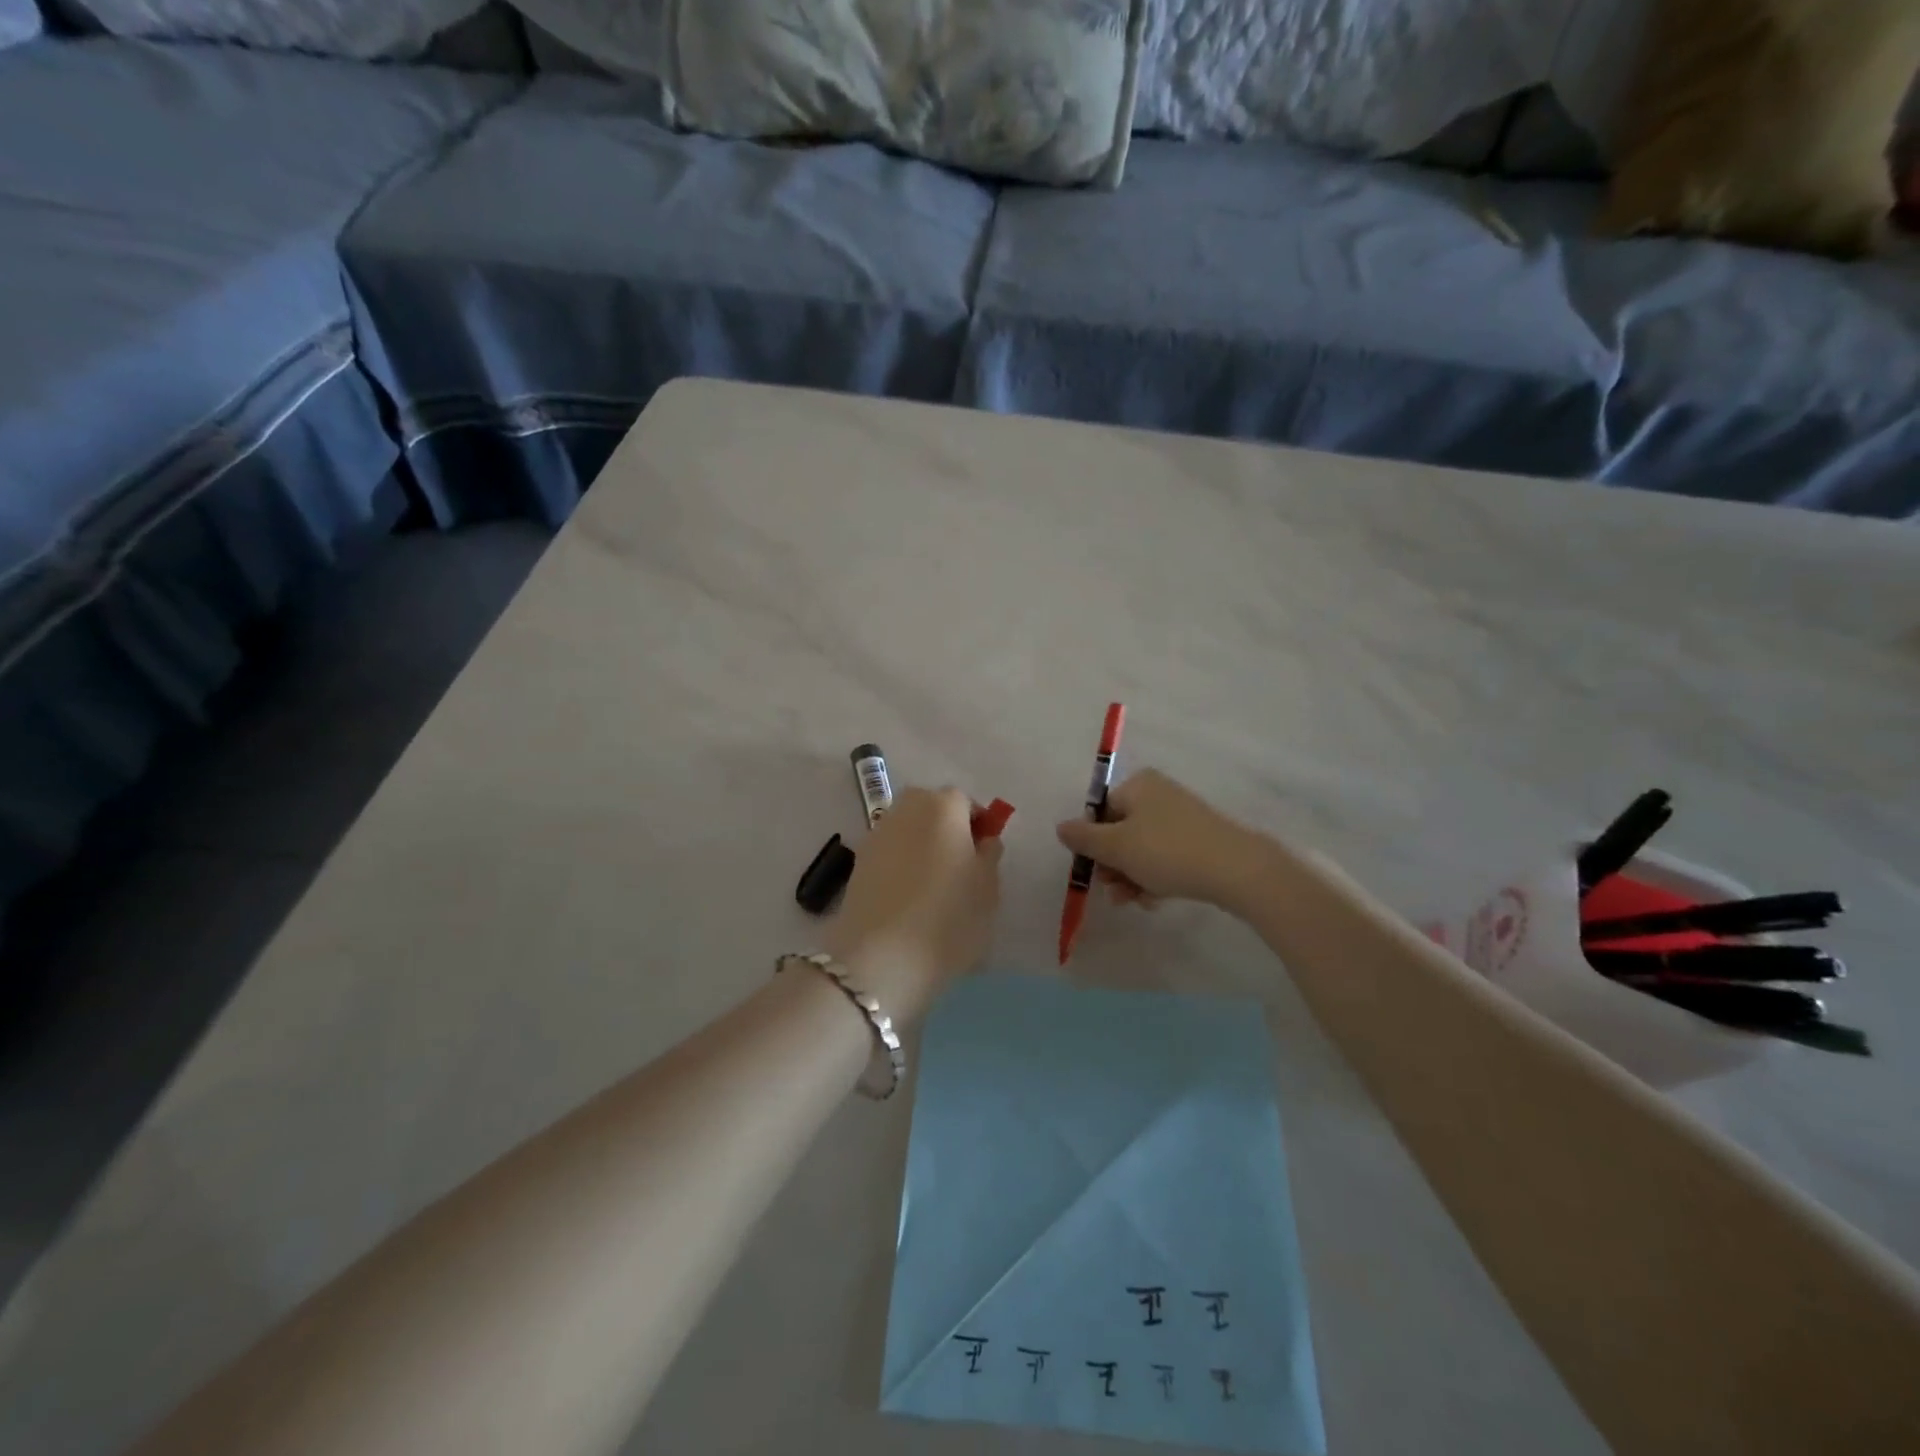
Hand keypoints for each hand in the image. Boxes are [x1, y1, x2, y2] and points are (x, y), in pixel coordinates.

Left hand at [826, 787, 1002, 1019]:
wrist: (880, 957)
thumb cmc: (948, 918)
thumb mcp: (988, 888)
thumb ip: (990, 854)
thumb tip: (982, 840)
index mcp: (944, 806)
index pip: (967, 803)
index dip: (978, 827)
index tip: (984, 858)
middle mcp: (906, 809)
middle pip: (933, 810)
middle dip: (948, 831)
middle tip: (960, 871)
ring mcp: (877, 834)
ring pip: (909, 831)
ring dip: (922, 848)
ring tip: (933, 889)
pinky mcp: (858, 862)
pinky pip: (890, 854)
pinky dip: (901, 867)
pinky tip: (907, 901)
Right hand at [1055, 769, 1266, 908]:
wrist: (1236, 869)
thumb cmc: (1167, 851)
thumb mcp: (1116, 847)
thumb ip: (1083, 838)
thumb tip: (1061, 827)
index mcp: (1137, 785)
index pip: (1100, 812)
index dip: (1093, 843)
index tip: (1095, 871)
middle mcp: (1158, 794)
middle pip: (1120, 831)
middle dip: (1113, 865)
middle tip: (1114, 891)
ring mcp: (1181, 817)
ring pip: (1142, 848)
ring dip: (1131, 876)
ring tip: (1134, 901)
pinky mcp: (1199, 840)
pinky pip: (1165, 856)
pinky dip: (1155, 877)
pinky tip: (1155, 899)